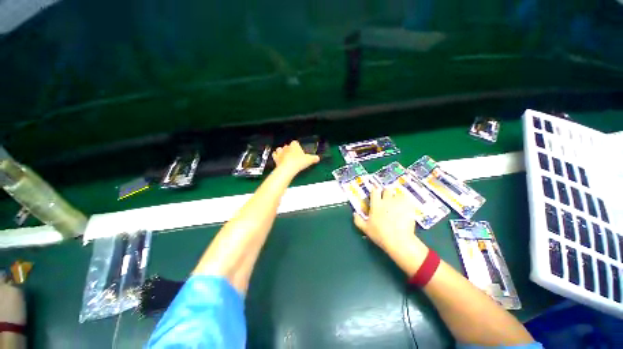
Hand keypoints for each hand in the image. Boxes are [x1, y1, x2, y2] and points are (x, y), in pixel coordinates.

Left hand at [272, 140, 319, 174]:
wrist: (288, 168)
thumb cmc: (299, 162)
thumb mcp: (309, 160)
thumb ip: (314, 158)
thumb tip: (318, 158)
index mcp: (294, 145)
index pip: (295, 142)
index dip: (297, 146)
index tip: (299, 150)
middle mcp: (286, 147)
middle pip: (287, 146)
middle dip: (290, 149)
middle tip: (294, 155)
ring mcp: (280, 152)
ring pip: (280, 149)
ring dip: (282, 151)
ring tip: (285, 156)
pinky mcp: (275, 158)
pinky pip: (274, 155)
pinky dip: (276, 156)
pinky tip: (279, 159)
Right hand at [353, 188, 425, 255]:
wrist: (399, 241)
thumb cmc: (380, 234)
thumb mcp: (365, 229)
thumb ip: (358, 220)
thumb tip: (354, 213)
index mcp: (376, 204)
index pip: (374, 191)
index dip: (375, 190)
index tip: (376, 192)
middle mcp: (387, 201)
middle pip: (387, 190)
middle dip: (387, 192)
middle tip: (387, 198)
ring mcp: (398, 203)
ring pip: (398, 194)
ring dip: (397, 198)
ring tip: (398, 204)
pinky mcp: (409, 207)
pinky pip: (408, 200)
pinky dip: (407, 203)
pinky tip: (407, 208)